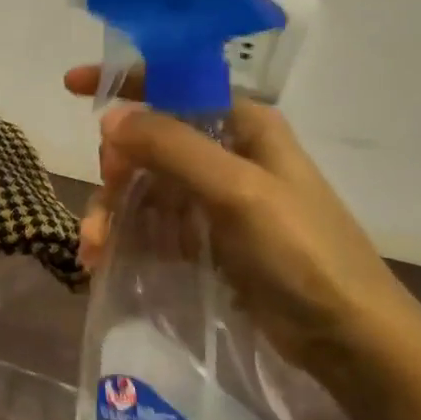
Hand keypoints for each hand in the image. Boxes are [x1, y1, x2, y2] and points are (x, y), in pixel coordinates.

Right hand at [64, 66, 420, 387]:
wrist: (349, 338)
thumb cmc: (302, 252)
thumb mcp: (238, 191)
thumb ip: (173, 147)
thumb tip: (109, 117)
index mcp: (243, 125)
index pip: (174, 84)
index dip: (123, 82)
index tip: (71, 86)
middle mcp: (227, 153)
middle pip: (149, 141)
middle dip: (115, 167)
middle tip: (104, 198)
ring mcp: (215, 198)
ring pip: (144, 186)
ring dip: (113, 210)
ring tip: (93, 246)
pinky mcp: (206, 238)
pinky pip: (152, 223)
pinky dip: (125, 236)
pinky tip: (103, 259)